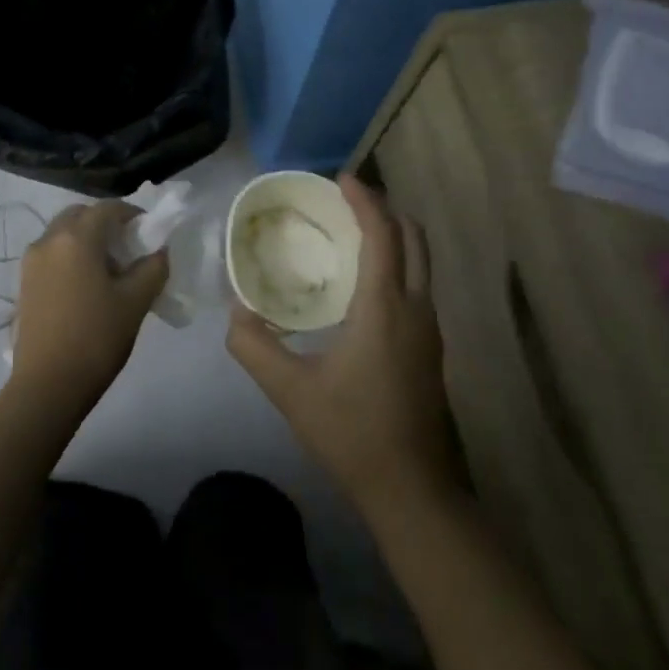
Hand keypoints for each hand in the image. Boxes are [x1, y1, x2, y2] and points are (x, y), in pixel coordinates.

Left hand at [13, 201, 167, 402]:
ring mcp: (31, 261)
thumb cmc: (96, 338)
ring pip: (62, 233)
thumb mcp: (135, 301)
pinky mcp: (24, 282)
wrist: (48, 384)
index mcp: (76, 238)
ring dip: (86, 239)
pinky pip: (51, 253)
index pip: (108, 209)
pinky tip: (86, 285)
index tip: (149, 232)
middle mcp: (49, 240)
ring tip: (108, 269)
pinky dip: (70, 255)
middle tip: (128, 247)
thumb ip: (153, 268)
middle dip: (105, 223)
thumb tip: (159, 251)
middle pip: (80, 215)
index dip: (132, 214)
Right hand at [227, 175, 467, 517]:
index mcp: (385, 308)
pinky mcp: (431, 349)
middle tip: (344, 203)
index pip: (383, 235)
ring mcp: (430, 330)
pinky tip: (362, 285)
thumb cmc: (352, 433)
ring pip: (420, 263)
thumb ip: (254, 346)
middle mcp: (417, 308)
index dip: (364, 200)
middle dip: (383, 211)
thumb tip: (237, 310)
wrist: (413, 490)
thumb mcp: (290, 390)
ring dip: (392, 238)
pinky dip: (396, 265)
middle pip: (413, 238)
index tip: (339, 179)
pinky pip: (417, 285)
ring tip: (349, 236)